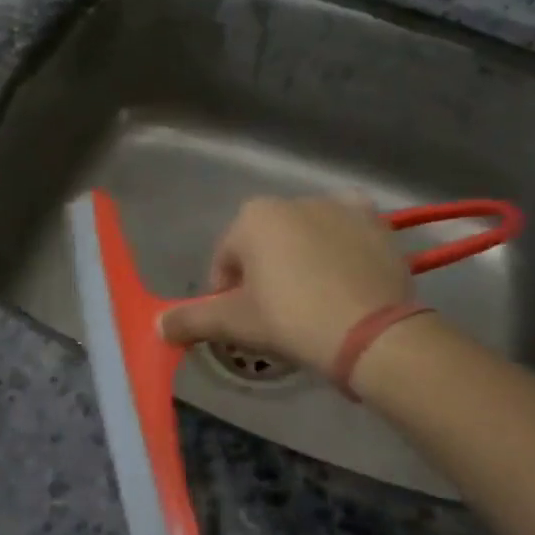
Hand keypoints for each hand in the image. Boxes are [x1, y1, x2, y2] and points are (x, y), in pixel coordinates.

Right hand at [159, 196, 412, 374]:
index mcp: (253, 216)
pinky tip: (345, 274)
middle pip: (265, 243)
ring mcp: (340, 207)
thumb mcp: (234, 323)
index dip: (227, 294)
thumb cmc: (290, 320)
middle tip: (277, 314)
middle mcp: (294, 200)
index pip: (226, 259)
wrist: (371, 333)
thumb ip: (191, 319)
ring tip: (314, 299)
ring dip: (302, 258)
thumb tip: (158, 325)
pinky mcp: (377, 223)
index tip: (241, 322)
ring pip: (306, 235)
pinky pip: (348, 231)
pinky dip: (342, 245)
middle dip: (265, 273)